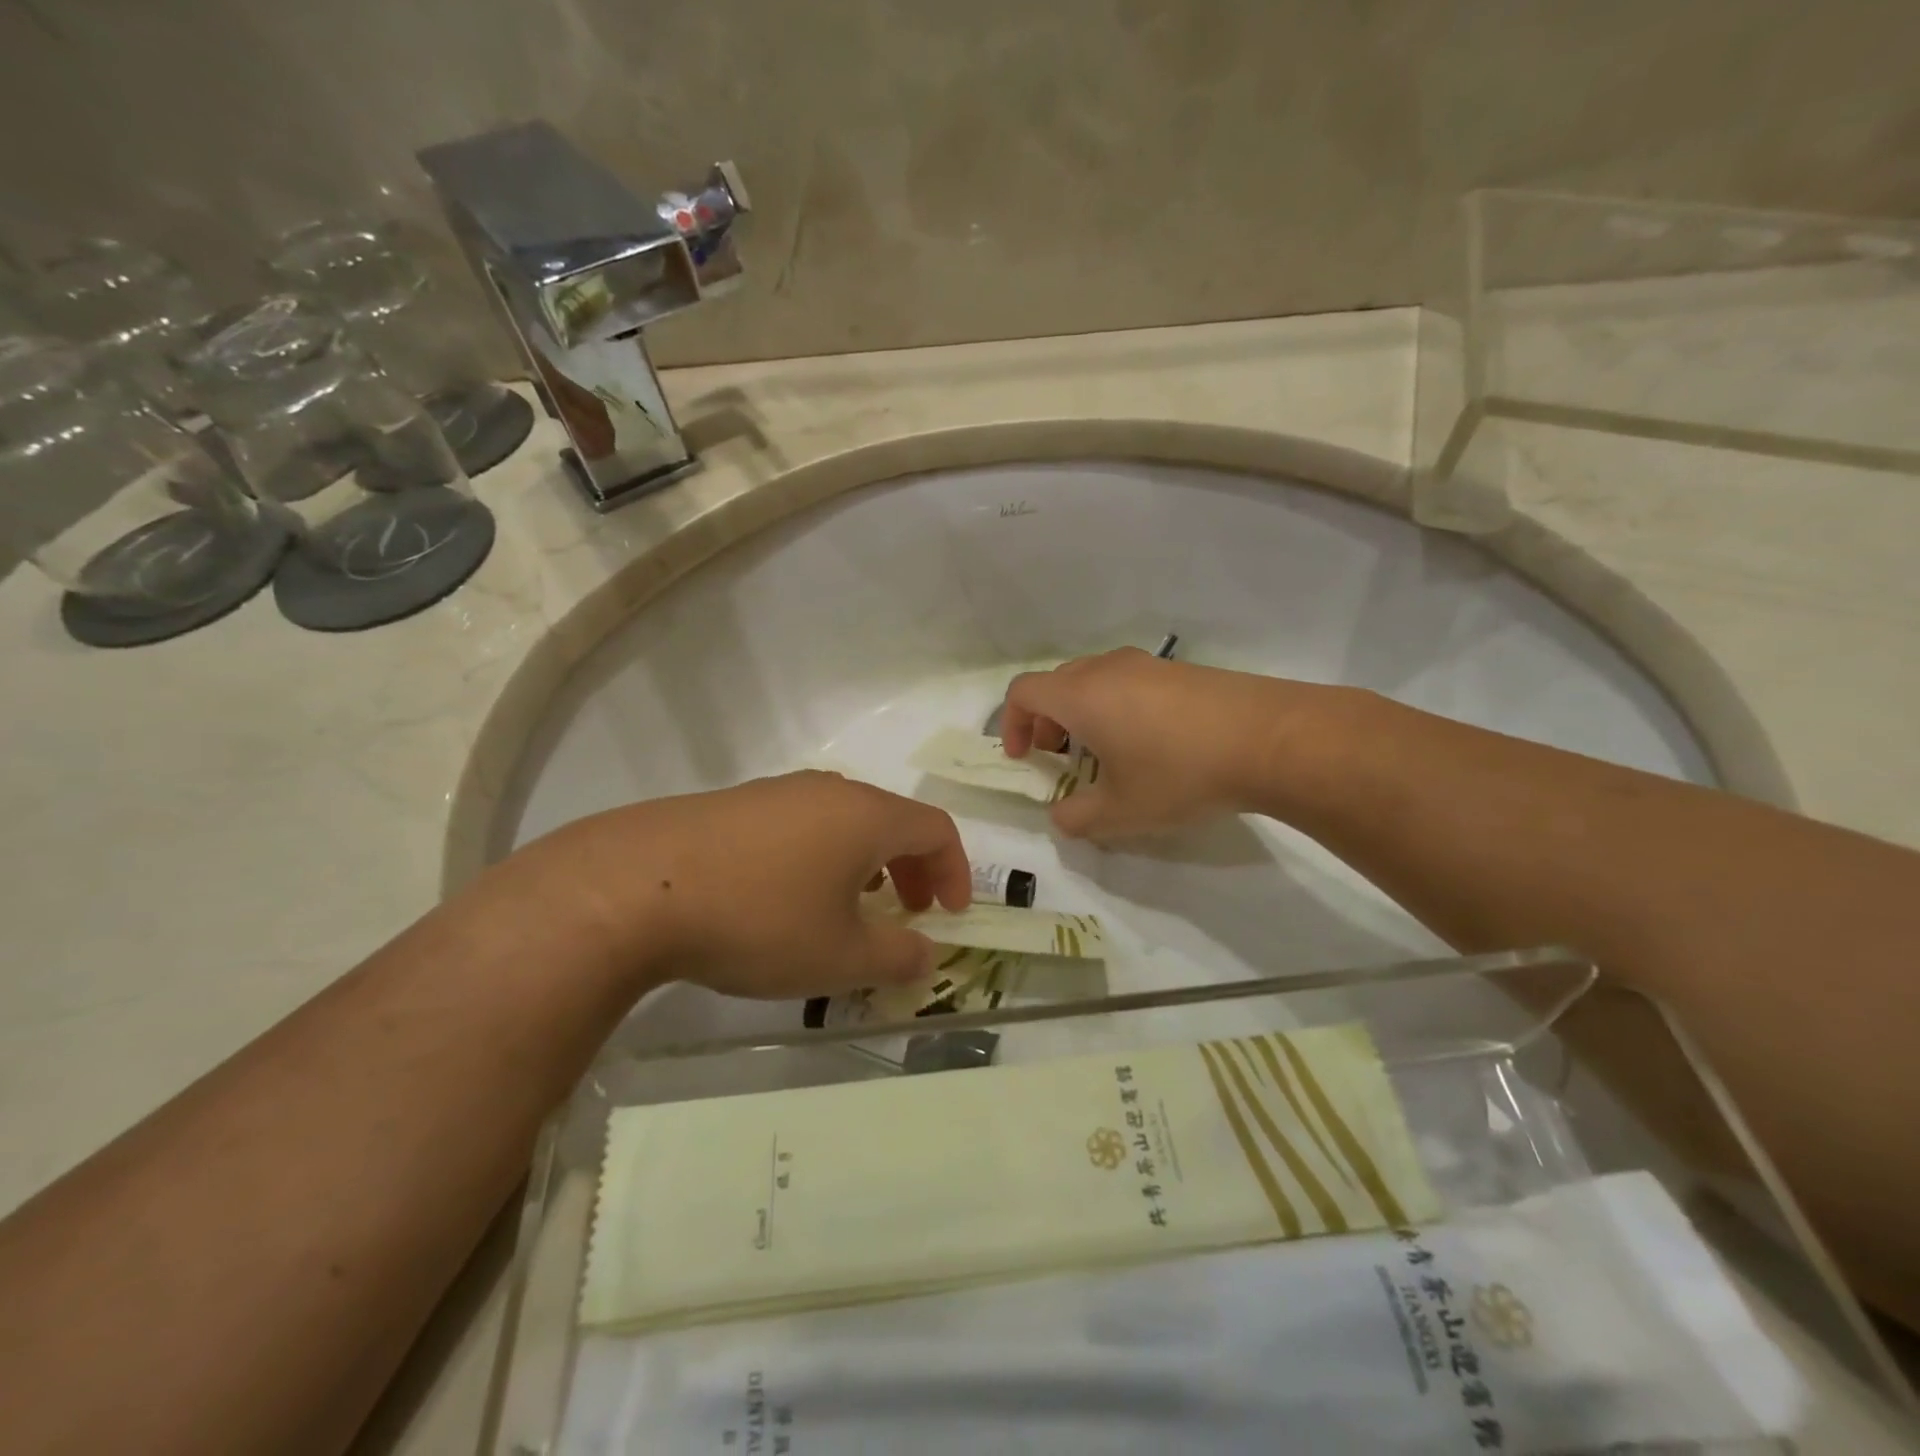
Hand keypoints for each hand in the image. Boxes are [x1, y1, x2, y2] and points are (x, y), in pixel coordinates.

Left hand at [524, 771, 971, 997]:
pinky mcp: (736, 805)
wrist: (636, 887)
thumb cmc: (759, 919)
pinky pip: (801, 825)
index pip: (936, 828)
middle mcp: (828, 791)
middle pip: (892, 820)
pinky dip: (821, 856)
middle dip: (912, 867)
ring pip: (844, 821)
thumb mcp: (839, 956)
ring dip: (866, 862)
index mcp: (866, 815)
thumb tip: (927, 955)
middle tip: (910, 911)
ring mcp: (777, 792)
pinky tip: (788, 896)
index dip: (955, 870)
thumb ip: (897, 957)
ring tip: (851, 907)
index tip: (952, 914)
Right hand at [1001, 648, 1319, 839]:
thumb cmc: (1179, 773)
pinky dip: (1118, 708)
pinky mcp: (1182, 671)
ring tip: (1106, 755)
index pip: (1023, 692)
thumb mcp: (1120, 812)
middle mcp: (1107, 669)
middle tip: (1059, 758)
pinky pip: (1130, 683)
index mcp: (1080, 695)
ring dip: (1083, 714)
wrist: (1270, 739)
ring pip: (1095, 681)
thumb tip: (1062, 816)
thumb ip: (1077, 818)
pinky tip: (1151, 745)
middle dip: (1046, 721)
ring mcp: (1148, 665)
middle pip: (1057, 683)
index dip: (1011, 724)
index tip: (1024, 758)